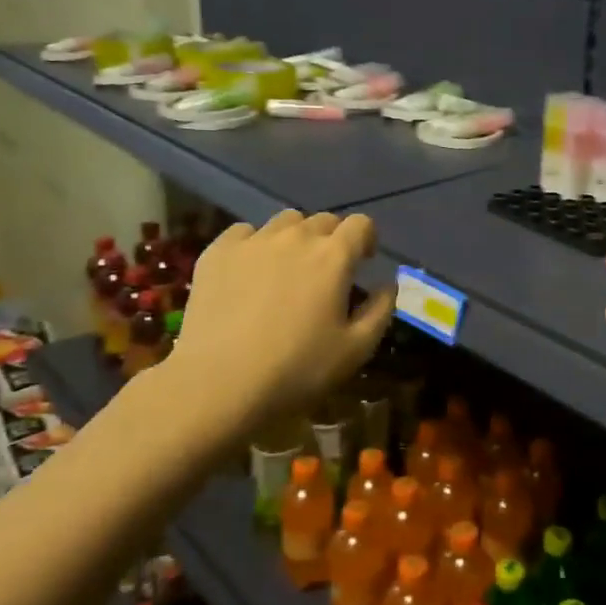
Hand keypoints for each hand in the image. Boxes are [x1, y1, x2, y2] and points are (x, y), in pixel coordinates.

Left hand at [154, 210, 394, 434]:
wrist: (218, 384)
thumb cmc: (296, 370)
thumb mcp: (356, 350)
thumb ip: (380, 310)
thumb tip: (388, 284)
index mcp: (333, 257)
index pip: (361, 224)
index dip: (367, 239)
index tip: (363, 261)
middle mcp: (296, 237)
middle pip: (323, 220)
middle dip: (332, 239)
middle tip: (326, 272)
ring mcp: (253, 241)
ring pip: (285, 222)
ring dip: (296, 237)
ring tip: (288, 268)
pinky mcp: (217, 252)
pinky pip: (244, 232)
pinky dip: (255, 244)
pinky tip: (250, 271)